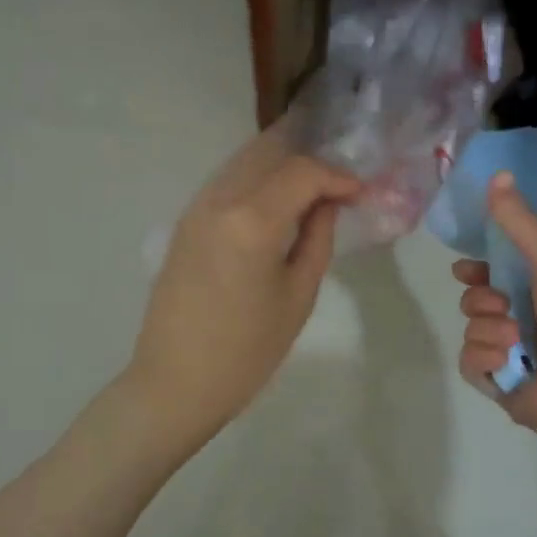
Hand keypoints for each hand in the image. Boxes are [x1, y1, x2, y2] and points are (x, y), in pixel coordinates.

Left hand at [128, 125, 358, 452]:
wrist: (177, 381)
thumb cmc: (247, 350)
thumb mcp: (298, 296)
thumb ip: (317, 239)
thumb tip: (328, 204)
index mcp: (253, 220)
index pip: (302, 172)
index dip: (337, 177)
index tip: (359, 194)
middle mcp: (220, 200)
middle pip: (270, 155)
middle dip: (309, 162)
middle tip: (338, 185)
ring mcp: (196, 208)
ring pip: (244, 163)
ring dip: (281, 167)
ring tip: (312, 190)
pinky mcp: (184, 223)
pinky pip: (226, 183)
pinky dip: (256, 180)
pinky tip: (275, 202)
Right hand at [453, 172, 536, 447]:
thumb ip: (518, 220)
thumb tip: (496, 173)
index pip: (495, 272)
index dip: (476, 268)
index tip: (464, 267)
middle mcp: (526, 320)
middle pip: (475, 300)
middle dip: (482, 298)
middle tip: (504, 303)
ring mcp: (512, 356)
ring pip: (471, 330)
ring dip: (489, 329)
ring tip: (516, 340)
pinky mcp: (500, 387)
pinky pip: (470, 364)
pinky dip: (485, 359)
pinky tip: (507, 362)